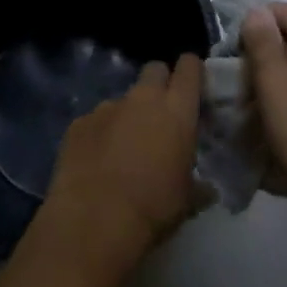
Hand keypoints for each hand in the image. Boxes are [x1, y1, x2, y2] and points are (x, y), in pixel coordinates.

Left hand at [40, 55, 202, 276]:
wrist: (94, 220)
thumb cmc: (153, 208)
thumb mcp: (187, 200)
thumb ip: (198, 185)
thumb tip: (207, 189)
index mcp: (176, 110)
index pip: (189, 67)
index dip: (191, 70)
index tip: (193, 85)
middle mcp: (142, 98)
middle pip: (154, 70)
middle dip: (159, 84)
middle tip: (160, 114)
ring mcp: (107, 107)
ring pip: (123, 98)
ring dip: (127, 115)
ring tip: (123, 149)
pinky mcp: (79, 122)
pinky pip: (95, 120)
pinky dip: (99, 134)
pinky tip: (96, 162)